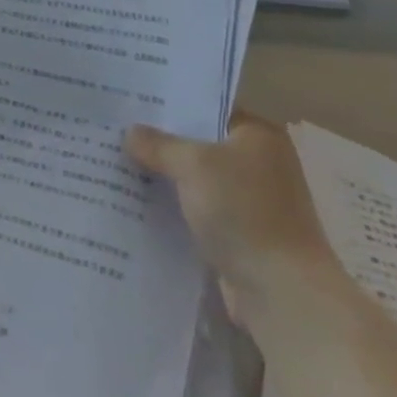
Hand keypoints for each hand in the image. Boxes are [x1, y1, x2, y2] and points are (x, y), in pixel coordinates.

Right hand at [125, 113, 340, 328]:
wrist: (281, 292)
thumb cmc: (244, 212)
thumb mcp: (194, 166)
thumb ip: (160, 145)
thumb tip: (131, 133)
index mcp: (258, 136)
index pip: (208, 108)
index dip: (171, 106)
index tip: (131, 104)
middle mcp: (259, 163)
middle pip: (200, 144)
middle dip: (161, 143)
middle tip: (115, 133)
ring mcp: (251, 201)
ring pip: (196, 180)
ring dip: (165, 178)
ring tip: (117, 166)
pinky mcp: (241, 234)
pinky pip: (199, 210)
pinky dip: (175, 208)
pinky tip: (138, 205)